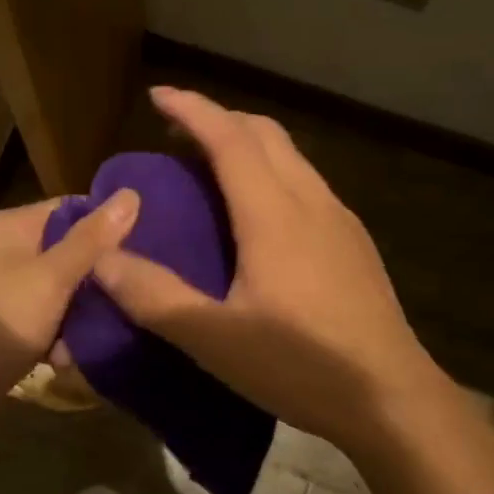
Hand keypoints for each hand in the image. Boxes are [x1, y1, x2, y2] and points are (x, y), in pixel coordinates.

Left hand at [0, 190, 139, 376]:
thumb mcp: (52, 276)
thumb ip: (91, 239)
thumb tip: (130, 194)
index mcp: (10, 227)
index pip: (69, 209)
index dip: (107, 225)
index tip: (147, 245)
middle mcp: (1, 253)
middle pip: (64, 252)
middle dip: (97, 276)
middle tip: (136, 292)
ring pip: (55, 292)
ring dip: (80, 313)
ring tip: (114, 330)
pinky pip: (39, 322)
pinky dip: (57, 336)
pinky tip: (78, 356)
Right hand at [92, 88, 445, 452]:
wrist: (392, 398)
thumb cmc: (300, 365)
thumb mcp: (214, 339)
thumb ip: (154, 296)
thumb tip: (102, 259)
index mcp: (274, 213)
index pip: (229, 138)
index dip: (192, 109)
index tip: (158, 95)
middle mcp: (311, 201)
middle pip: (265, 133)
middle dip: (220, 119)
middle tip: (178, 135)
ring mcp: (340, 220)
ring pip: (291, 157)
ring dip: (248, 145)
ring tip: (211, 171)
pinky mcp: (354, 244)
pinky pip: (306, 184)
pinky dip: (272, 174)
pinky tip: (259, 217)